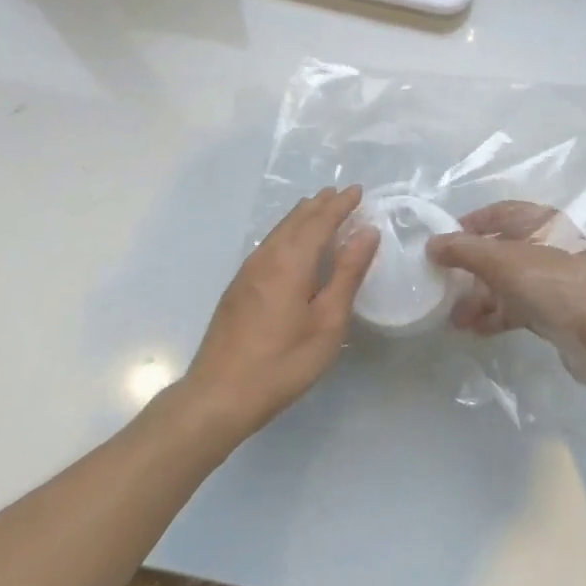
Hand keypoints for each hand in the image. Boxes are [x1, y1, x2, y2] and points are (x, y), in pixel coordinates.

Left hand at [185, 186, 379, 433]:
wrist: (220, 394)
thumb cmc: (283, 362)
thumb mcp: (327, 322)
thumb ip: (347, 274)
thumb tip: (366, 232)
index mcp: (290, 261)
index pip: (319, 221)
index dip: (340, 205)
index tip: (358, 191)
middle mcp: (266, 257)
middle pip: (295, 220)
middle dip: (320, 205)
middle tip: (341, 194)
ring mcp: (247, 272)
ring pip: (278, 231)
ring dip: (301, 217)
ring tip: (319, 209)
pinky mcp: (238, 287)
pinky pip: (268, 245)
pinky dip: (287, 233)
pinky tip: (291, 244)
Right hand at [425, 201, 585, 388]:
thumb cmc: (552, 284)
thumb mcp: (501, 261)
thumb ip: (463, 250)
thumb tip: (431, 244)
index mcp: (541, 222)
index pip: (499, 213)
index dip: (469, 224)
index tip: (441, 242)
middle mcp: (547, 246)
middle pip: (499, 250)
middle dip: (469, 269)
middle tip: (442, 285)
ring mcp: (552, 280)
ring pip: (506, 282)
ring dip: (478, 298)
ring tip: (453, 318)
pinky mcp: (554, 311)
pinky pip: (516, 307)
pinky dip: (495, 315)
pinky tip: (474, 330)